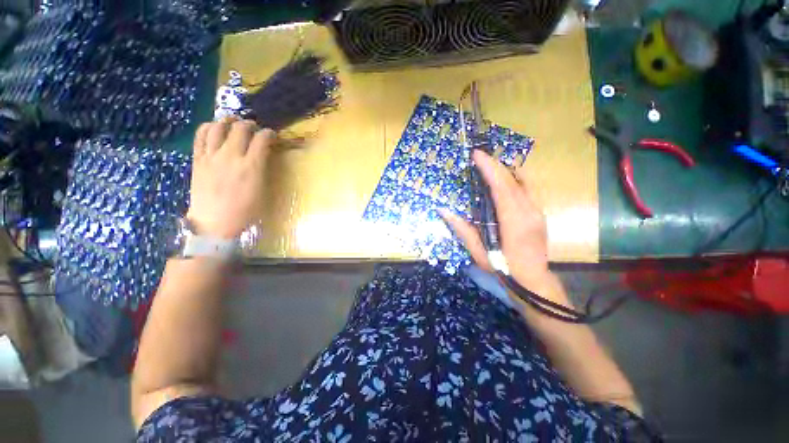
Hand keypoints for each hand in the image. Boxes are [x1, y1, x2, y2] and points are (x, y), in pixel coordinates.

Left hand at [187, 118, 273, 238]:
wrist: (215, 222)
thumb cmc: (245, 211)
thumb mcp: (262, 190)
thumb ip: (262, 169)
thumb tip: (263, 155)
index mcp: (251, 167)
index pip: (262, 140)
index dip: (269, 133)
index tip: (271, 135)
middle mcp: (231, 157)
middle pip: (241, 129)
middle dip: (250, 125)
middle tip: (254, 128)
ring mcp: (211, 156)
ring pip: (218, 127)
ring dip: (228, 121)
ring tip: (234, 123)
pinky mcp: (198, 159)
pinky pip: (201, 135)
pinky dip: (208, 127)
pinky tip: (214, 128)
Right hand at [440, 150, 560, 300]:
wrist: (533, 281)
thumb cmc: (503, 268)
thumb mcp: (478, 252)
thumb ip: (462, 229)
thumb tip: (443, 210)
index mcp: (513, 221)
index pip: (501, 187)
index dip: (489, 169)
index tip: (477, 155)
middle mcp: (529, 211)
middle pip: (513, 181)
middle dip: (495, 165)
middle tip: (480, 155)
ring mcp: (538, 211)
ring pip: (524, 182)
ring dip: (506, 169)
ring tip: (491, 163)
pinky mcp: (540, 213)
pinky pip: (529, 189)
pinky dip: (516, 178)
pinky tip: (507, 176)